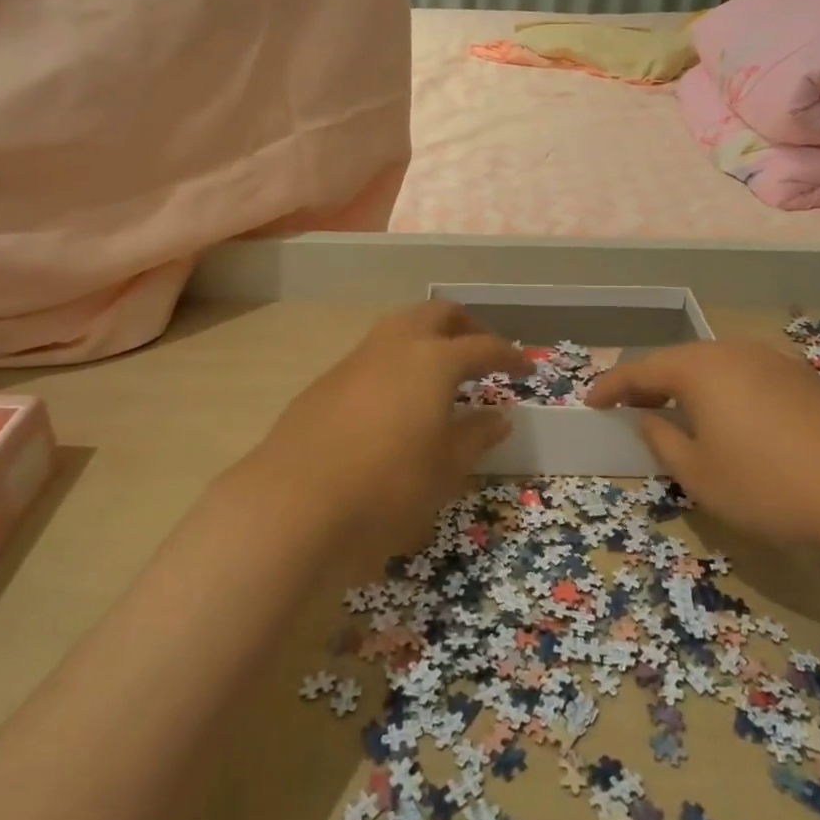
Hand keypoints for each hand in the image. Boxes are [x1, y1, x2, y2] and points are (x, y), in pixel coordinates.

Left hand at [254, 301, 528, 551]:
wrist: (294, 506)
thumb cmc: (388, 487)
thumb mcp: (445, 469)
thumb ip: (475, 437)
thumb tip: (498, 417)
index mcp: (433, 360)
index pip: (482, 346)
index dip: (508, 354)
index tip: (526, 367)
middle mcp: (394, 346)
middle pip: (437, 314)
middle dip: (465, 326)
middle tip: (481, 353)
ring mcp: (354, 360)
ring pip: (398, 328)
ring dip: (425, 339)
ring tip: (439, 375)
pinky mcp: (325, 383)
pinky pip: (371, 356)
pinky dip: (395, 364)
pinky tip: (394, 403)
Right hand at [585, 339, 819, 549]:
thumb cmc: (768, 484)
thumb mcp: (700, 475)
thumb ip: (664, 441)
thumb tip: (650, 419)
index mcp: (700, 368)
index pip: (640, 369)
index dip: (611, 386)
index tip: (590, 402)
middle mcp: (733, 351)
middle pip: (679, 361)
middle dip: (650, 384)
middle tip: (630, 408)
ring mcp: (773, 360)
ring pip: (715, 367)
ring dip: (689, 387)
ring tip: (678, 414)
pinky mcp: (803, 378)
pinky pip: (746, 377)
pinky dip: (724, 393)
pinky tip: (732, 421)